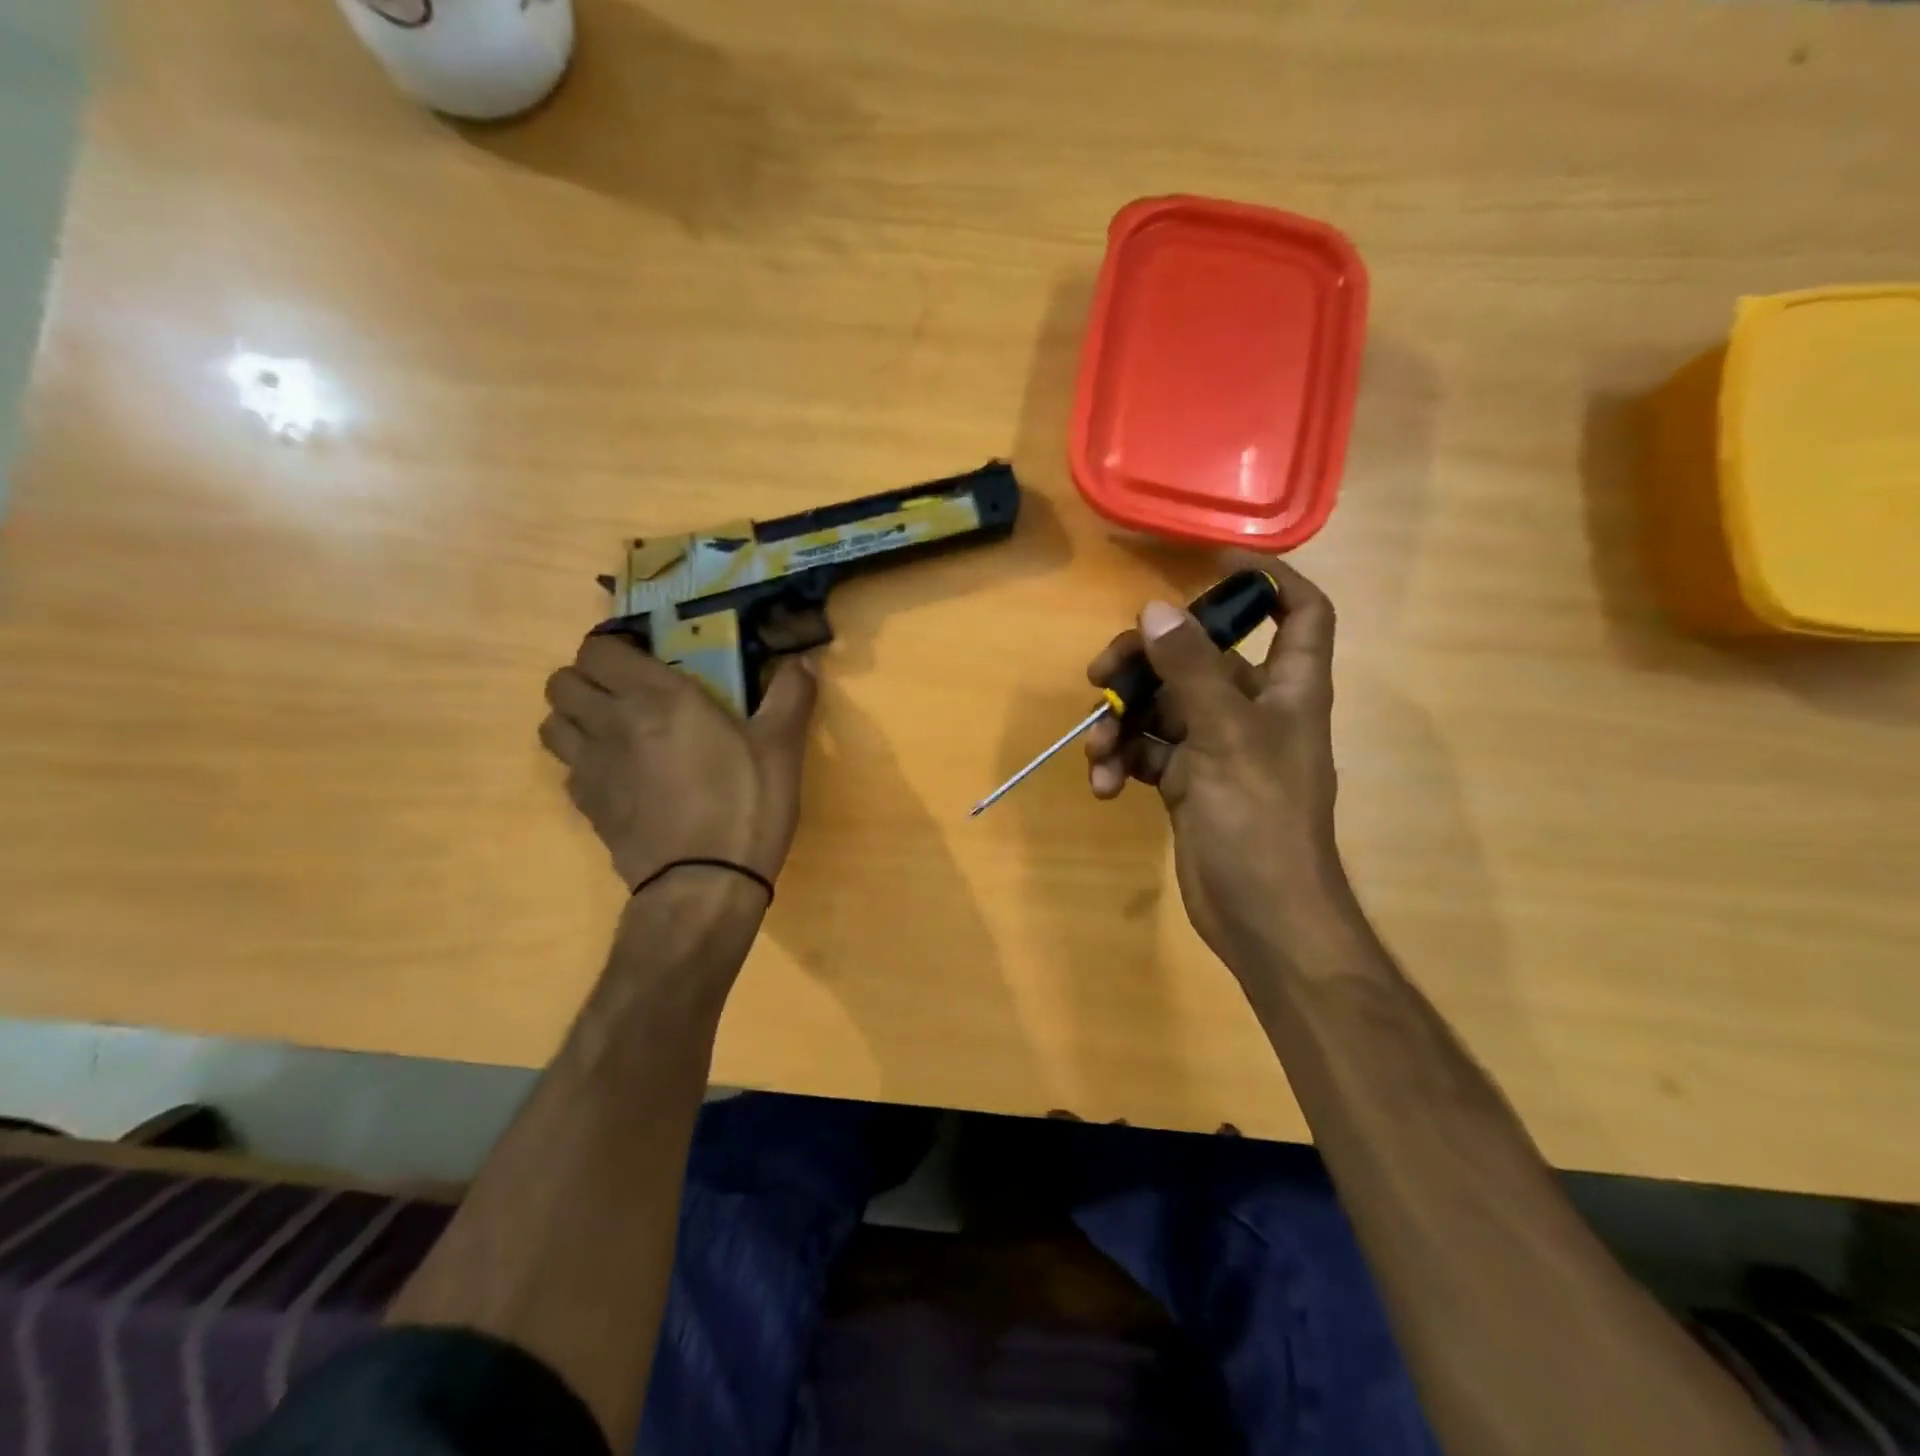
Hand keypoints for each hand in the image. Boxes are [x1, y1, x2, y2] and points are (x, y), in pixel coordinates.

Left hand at [539, 638, 817, 894]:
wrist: (704, 884)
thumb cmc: (745, 804)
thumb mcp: (781, 747)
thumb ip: (791, 695)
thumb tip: (804, 660)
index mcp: (656, 697)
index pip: (598, 649)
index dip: (615, 648)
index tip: (645, 659)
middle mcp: (611, 723)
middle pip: (562, 682)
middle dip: (588, 679)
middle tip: (628, 693)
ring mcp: (591, 768)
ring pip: (552, 724)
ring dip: (575, 719)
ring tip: (614, 730)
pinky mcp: (587, 808)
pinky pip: (568, 769)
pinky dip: (584, 763)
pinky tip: (620, 777)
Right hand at [1084, 556, 1346, 960]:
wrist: (1263, 918)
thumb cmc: (1260, 821)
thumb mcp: (1225, 737)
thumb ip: (1190, 670)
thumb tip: (1154, 608)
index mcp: (1287, 688)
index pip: (1300, 612)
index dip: (1268, 579)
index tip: (1213, 560)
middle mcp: (1254, 709)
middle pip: (1197, 657)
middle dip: (1144, 663)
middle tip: (1100, 674)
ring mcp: (1217, 746)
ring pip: (1161, 706)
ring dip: (1122, 722)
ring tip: (1098, 751)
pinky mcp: (1188, 781)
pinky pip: (1148, 751)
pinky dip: (1124, 762)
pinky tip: (1106, 786)